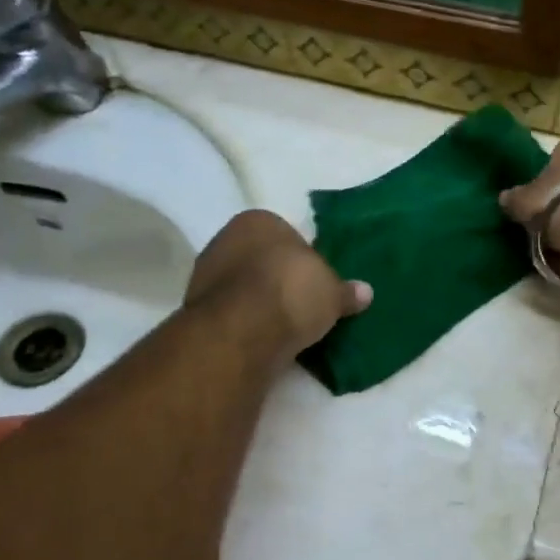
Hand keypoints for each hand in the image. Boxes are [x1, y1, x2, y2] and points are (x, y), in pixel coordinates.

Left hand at [186, 211, 370, 357]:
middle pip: (261, 259)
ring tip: (284, 327)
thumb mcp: (332, 292)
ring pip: (242, 286)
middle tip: (302, 305)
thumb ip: (346, 291)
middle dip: (278, 280)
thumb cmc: (291, 292)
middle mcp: (225, 239)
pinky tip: (262, 339)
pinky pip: (230, 312)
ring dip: (259, 303)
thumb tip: (365, 292)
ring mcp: (205, 274)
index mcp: (258, 220)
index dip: (304, 260)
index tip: (316, 283)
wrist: (240, 331)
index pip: (286, 235)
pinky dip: (244, 323)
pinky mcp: (194, 310)